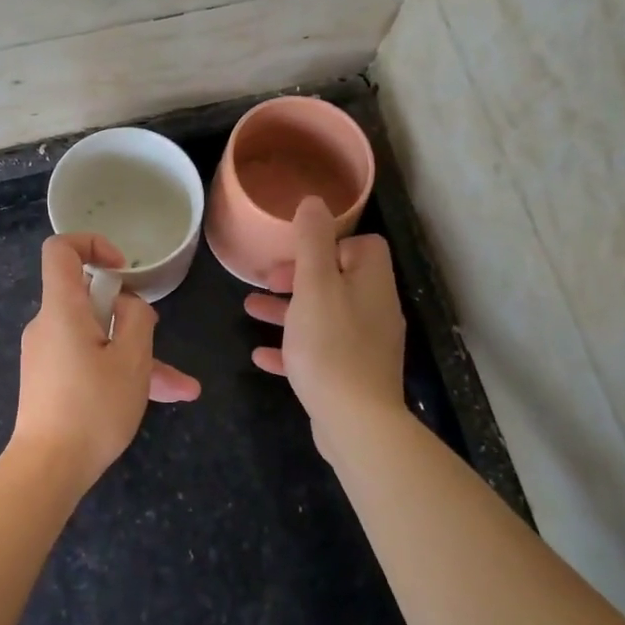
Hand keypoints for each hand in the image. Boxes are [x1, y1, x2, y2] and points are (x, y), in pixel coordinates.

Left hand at [11, 234, 200, 491]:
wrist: (47, 469)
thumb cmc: (92, 408)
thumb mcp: (131, 360)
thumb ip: (136, 319)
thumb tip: (128, 304)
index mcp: (62, 309)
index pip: (61, 250)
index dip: (92, 245)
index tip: (123, 270)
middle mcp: (48, 325)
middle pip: (89, 299)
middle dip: (131, 318)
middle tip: (156, 343)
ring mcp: (47, 354)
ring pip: (97, 339)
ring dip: (135, 356)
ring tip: (179, 387)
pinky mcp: (50, 380)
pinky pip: (88, 361)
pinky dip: (118, 372)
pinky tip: (159, 398)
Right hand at [244, 196, 407, 463]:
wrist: (355, 422)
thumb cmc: (330, 346)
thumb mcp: (315, 286)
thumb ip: (313, 242)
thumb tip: (315, 202)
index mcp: (371, 284)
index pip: (362, 246)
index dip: (329, 244)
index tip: (298, 253)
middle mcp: (373, 310)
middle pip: (338, 280)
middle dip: (299, 276)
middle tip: (267, 281)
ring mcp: (364, 345)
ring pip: (323, 315)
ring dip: (288, 309)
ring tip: (250, 309)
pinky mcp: (350, 375)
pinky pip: (318, 351)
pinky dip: (291, 347)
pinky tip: (260, 355)